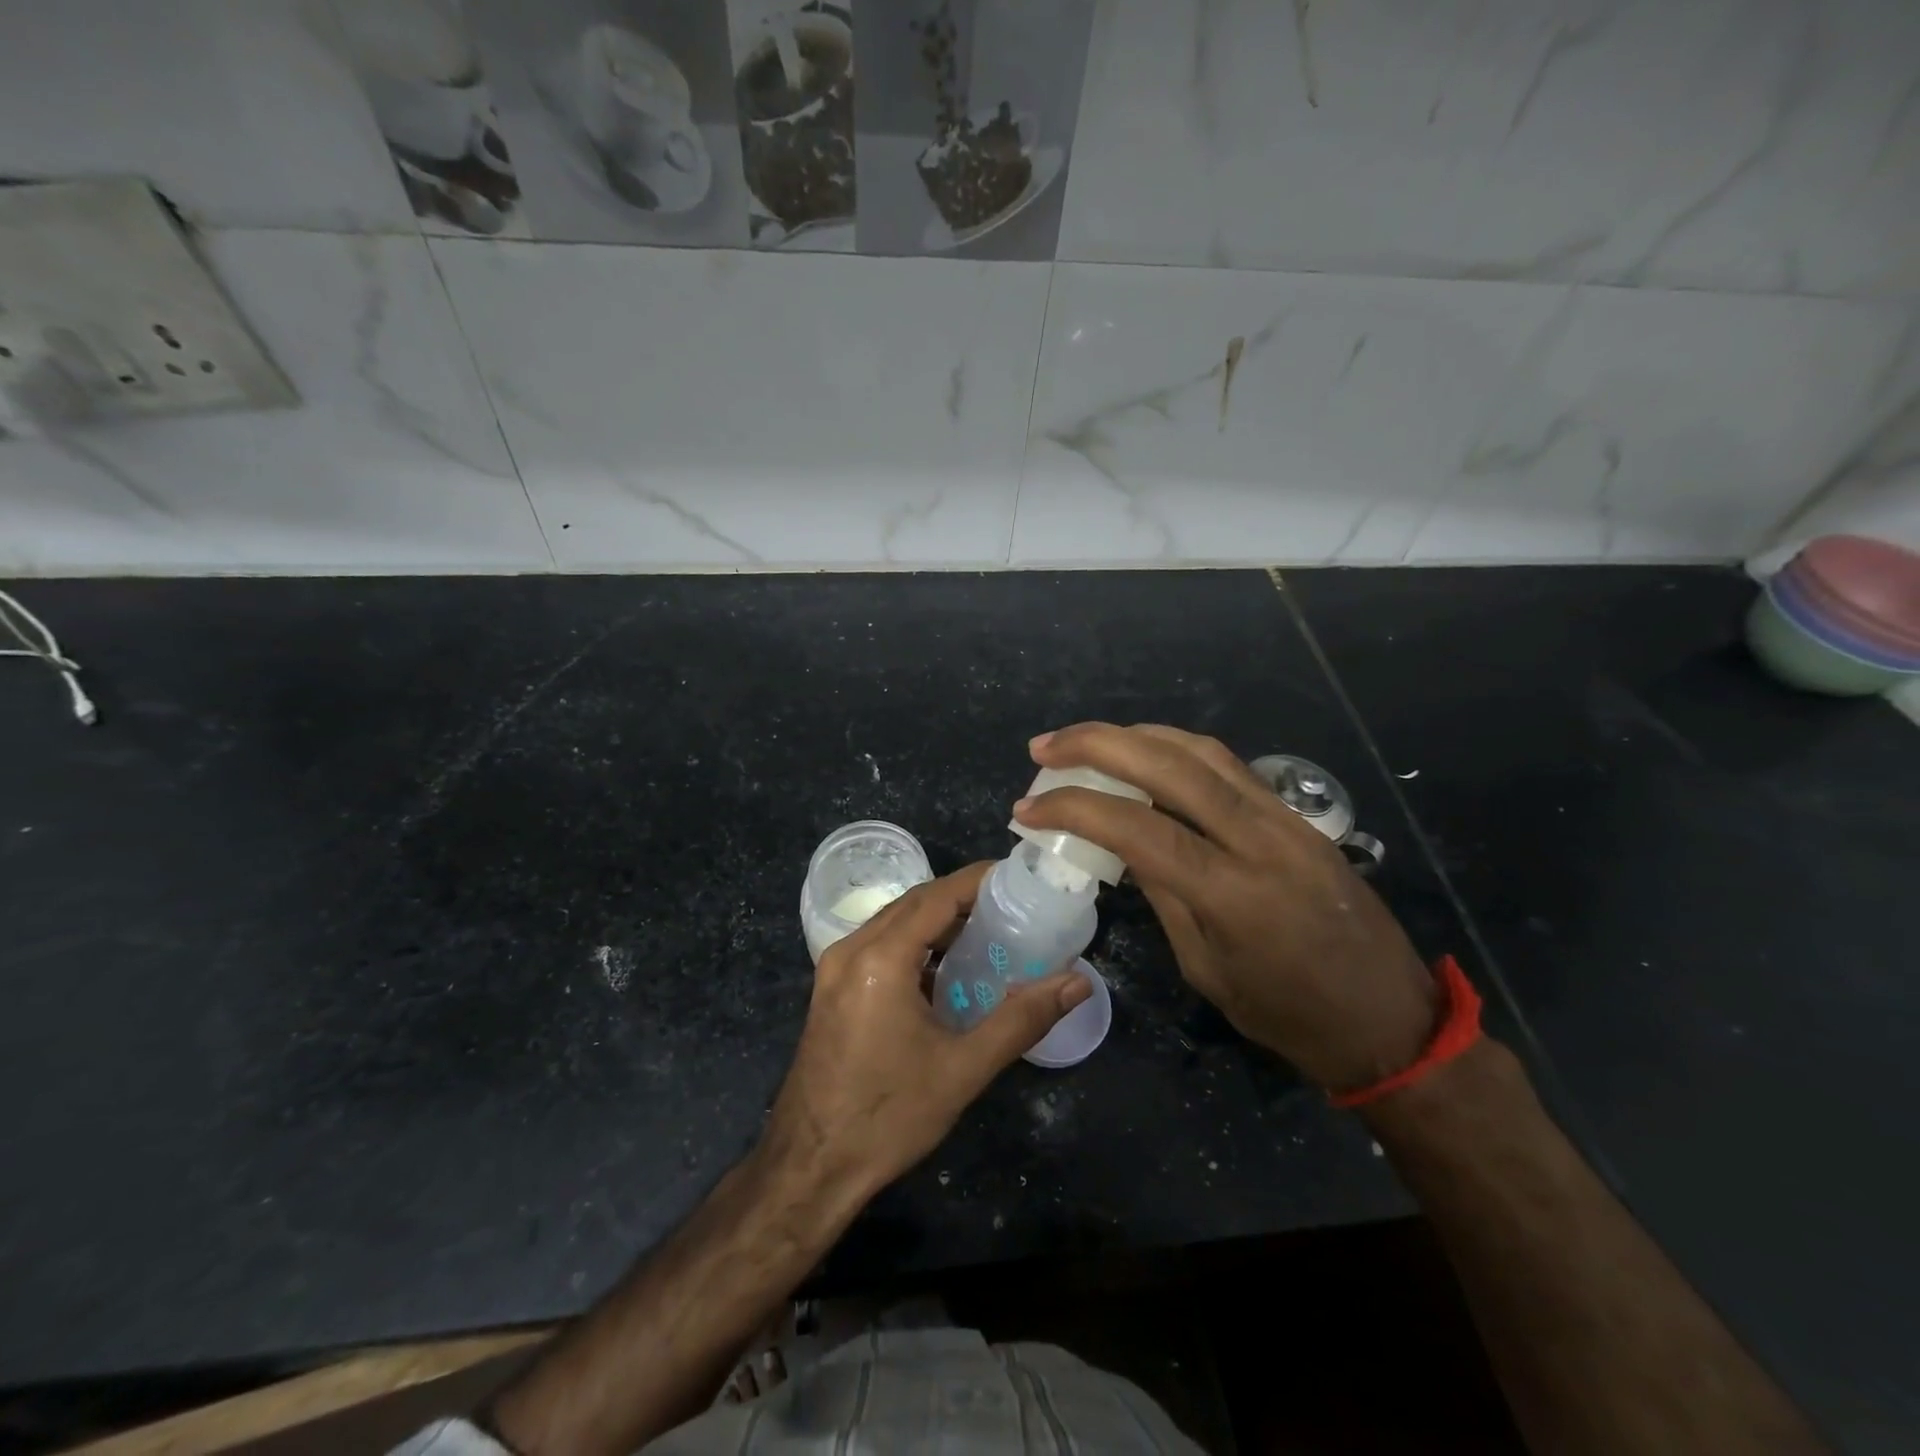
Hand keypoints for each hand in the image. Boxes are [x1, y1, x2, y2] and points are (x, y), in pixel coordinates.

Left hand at [763, 864, 1090, 1198]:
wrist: (811, 1167)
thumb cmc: (888, 1117)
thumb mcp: (963, 1069)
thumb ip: (1022, 1019)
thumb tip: (1077, 983)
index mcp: (880, 958)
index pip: (938, 895)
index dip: (980, 880)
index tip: (1021, 876)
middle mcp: (851, 949)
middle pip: (914, 902)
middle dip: (963, 897)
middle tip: (1014, 905)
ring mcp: (834, 968)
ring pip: (895, 922)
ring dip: (938, 921)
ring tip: (989, 931)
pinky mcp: (831, 988)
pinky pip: (880, 946)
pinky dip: (916, 944)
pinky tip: (947, 968)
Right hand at [1013, 724, 1436, 1093]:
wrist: (1390, 1019)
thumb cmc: (1289, 1016)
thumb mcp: (1207, 969)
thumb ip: (1164, 896)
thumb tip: (1123, 843)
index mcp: (1233, 895)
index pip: (1139, 829)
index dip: (1075, 809)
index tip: (1026, 808)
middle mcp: (1261, 840)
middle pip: (1170, 765)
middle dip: (1098, 743)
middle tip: (1045, 747)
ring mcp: (1286, 820)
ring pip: (1202, 751)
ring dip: (1136, 734)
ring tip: (1086, 740)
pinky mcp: (1298, 816)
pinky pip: (1229, 766)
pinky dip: (1176, 748)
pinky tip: (1146, 752)